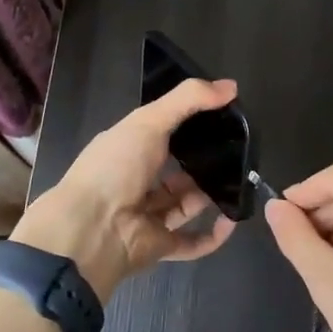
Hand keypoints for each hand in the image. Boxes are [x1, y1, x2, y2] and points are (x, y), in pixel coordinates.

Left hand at [16, 78, 240, 300]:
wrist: (90, 230)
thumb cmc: (115, 167)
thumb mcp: (148, 121)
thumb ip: (188, 100)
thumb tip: (231, 86)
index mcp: (129, 148)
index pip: (162, 132)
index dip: (190, 123)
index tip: (223, 115)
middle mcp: (137, 180)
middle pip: (177, 170)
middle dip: (204, 162)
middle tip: (238, 151)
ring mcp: (149, 214)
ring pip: (186, 203)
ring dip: (211, 194)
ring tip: (242, 181)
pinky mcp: (160, 245)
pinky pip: (192, 242)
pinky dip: (213, 235)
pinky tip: (233, 220)